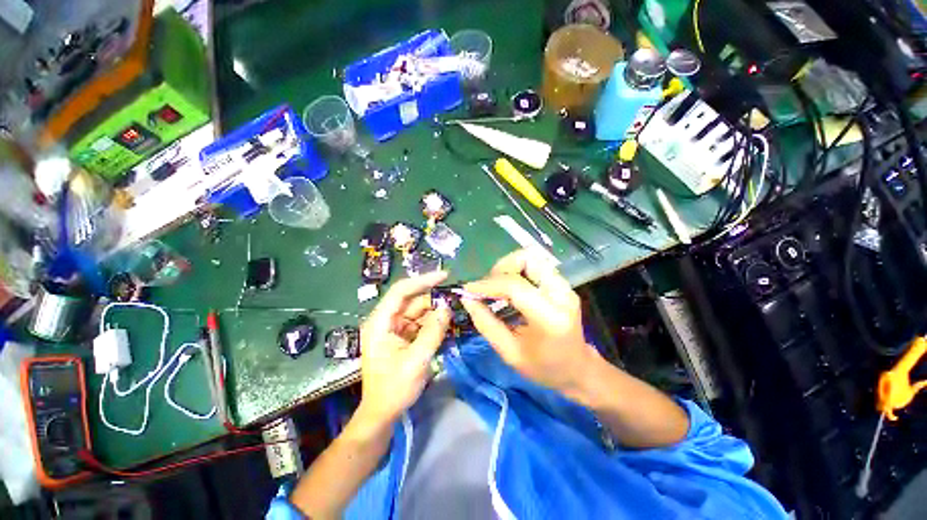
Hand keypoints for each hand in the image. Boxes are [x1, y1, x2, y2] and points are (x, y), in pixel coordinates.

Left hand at [357, 271, 450, 426]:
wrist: (383, 413)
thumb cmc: (394, 389)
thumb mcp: (417, 360)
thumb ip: (433, 332)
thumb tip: (447, 308)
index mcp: (380, 323)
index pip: (400, 292)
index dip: (422, 281)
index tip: (444, 276)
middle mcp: (386, 321)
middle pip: (412, 301)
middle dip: (433, 299)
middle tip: (455, 299)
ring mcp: (394, 329)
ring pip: (418, 311)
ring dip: (435, 311)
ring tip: (454, 312)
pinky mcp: (402, 336)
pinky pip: (420, 323)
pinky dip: (433, 322)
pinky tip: (446, 324)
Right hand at [462, 250, 598, 396]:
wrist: (577, 369)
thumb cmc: (543, 368)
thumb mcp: (509, 353)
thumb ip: (486, 323)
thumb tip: (467, 299)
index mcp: (550, 318)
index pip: (515, 286)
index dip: (488, 284)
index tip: (468, 290)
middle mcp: (561, 295)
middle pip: (527, 259)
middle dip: (501, 268)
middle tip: (489, 288)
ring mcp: (564, 286)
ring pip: (531, 257)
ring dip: (509, 267)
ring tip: (498, 286)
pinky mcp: (562, 284)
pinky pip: (535, 265)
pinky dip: (517, 271)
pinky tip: (509, 288)